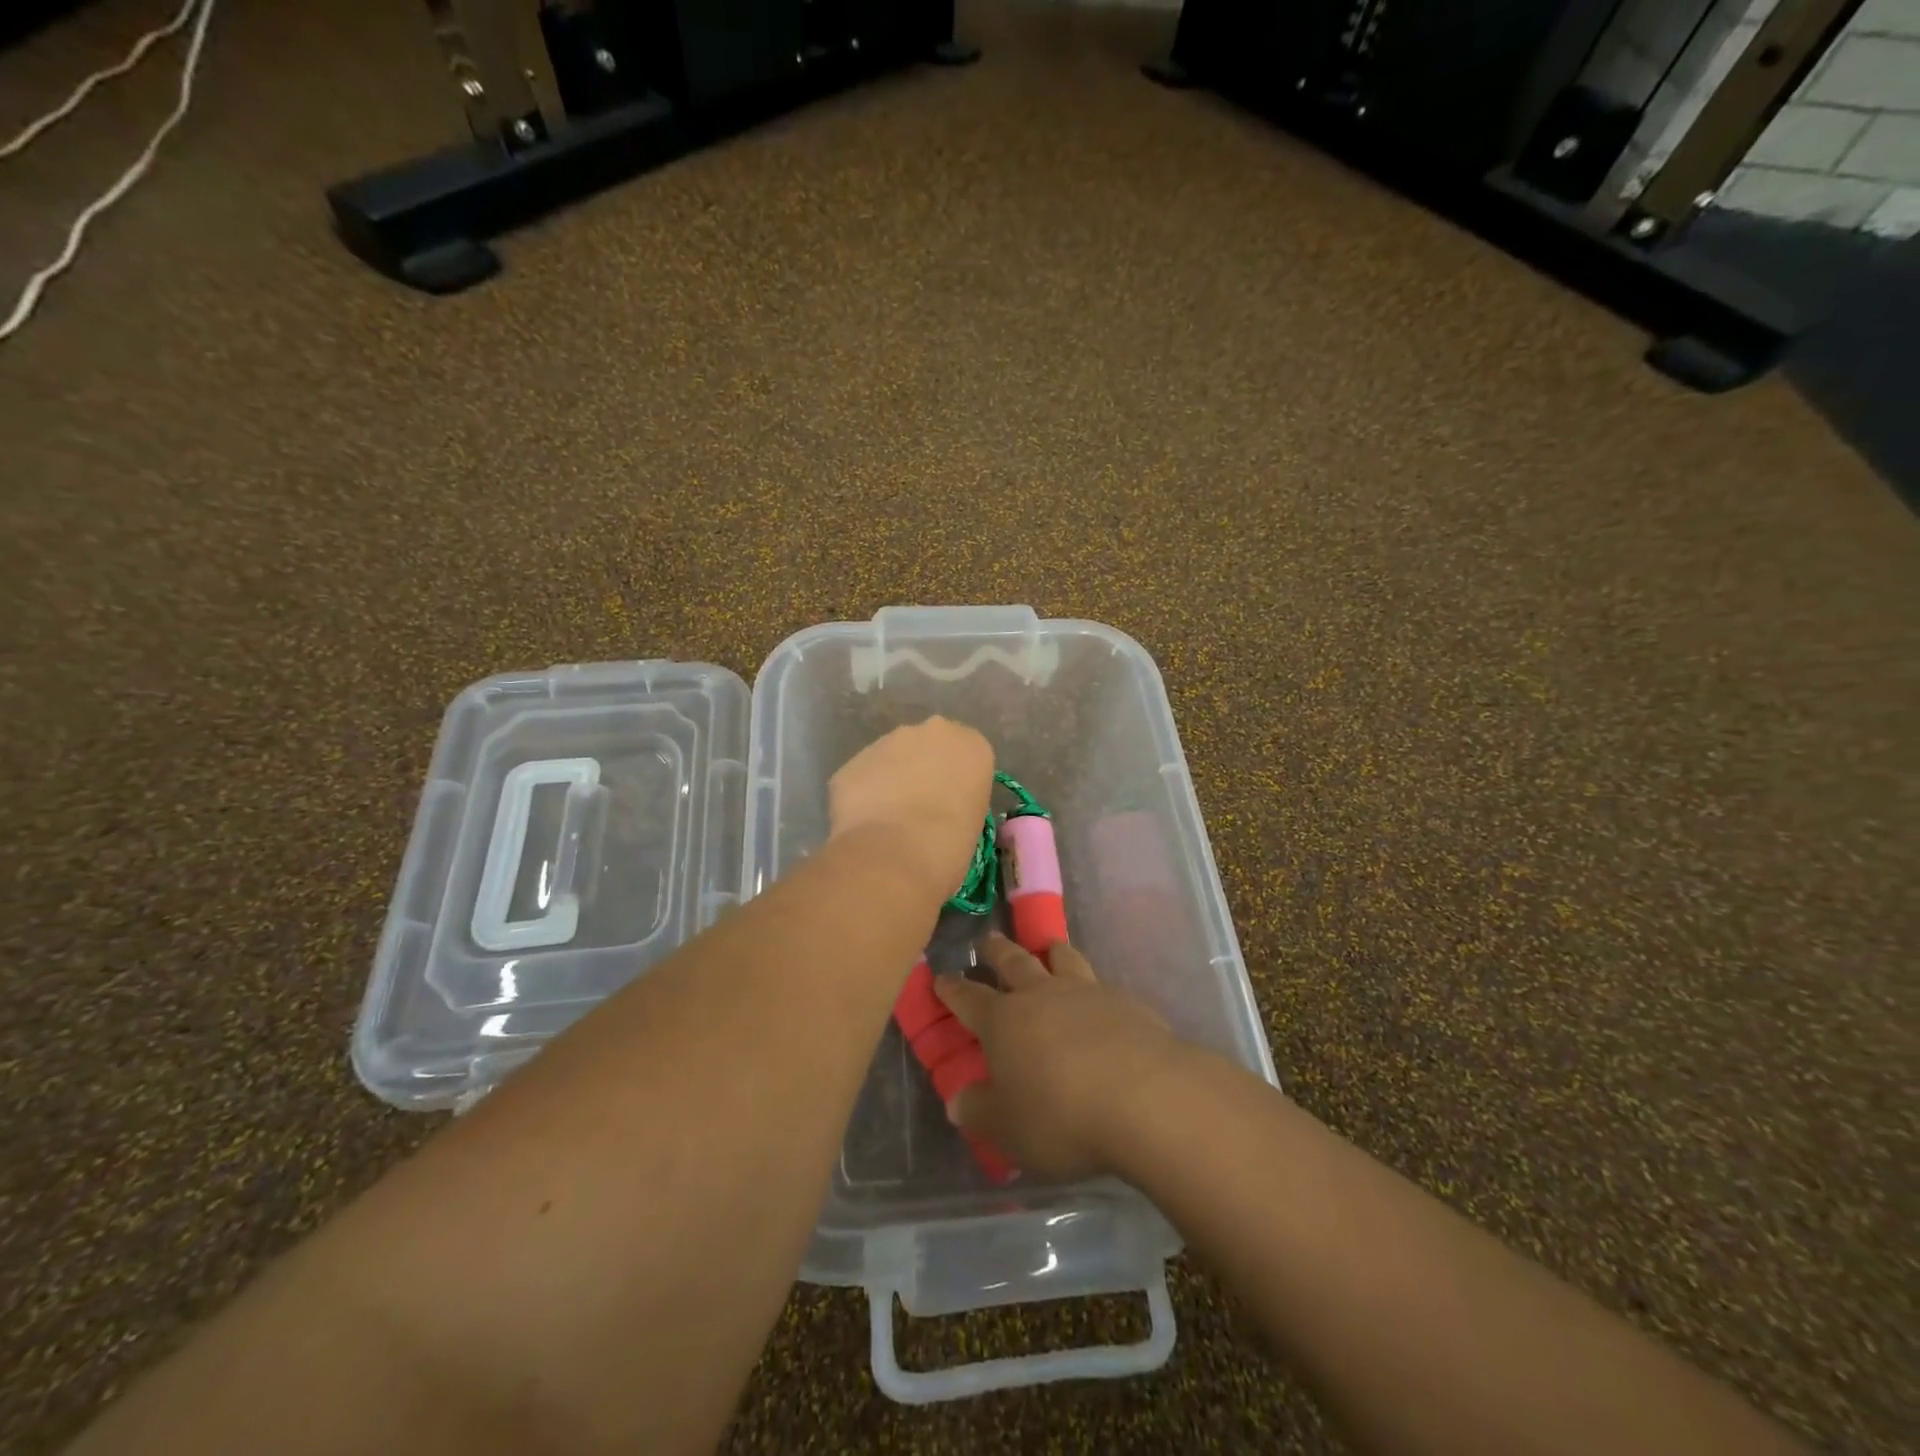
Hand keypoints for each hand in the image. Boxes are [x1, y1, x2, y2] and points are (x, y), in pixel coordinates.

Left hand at [828, 717, 993, 903]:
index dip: (958, 780)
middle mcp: (930, 732)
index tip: (952, 804)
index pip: (968, 754)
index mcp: (971, 745)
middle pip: (928, 746)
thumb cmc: (949, 845)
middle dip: (923, 770)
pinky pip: (862, 776)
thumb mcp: (974, 822)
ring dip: (891, 779)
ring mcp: (886, 742)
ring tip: (889, 818)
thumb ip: (961, 799)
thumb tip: (942, 807)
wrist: (894, 855)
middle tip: (920, 807)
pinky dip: (864, 795)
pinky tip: (866, 823)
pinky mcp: (852, 762)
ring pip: (891, 757)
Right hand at [934, 934, 1186, 1181]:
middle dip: (997, 951)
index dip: (952, 988)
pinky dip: (1093, 985)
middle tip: (988, 940)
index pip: (969, 998)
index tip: (941, 977)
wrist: (1144, 1097)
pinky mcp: (1126, 1002)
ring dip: (1051, 951)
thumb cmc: (1061, 1116)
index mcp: (1003, 1021)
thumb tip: (957, 1100)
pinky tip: (1101, 999)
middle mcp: (1041, 995)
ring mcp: (1086, 993)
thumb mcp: (1008, 1129)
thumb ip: (980, 1112)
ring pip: (1062, 959)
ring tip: (1049, 946)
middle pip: (1014, 962)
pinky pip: (1102, 984)